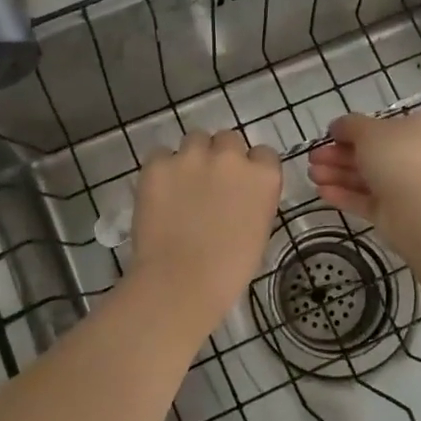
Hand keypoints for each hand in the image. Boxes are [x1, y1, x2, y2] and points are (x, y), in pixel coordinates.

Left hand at [128, 130, 281, 330]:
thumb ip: (253, 200)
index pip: (263, 154)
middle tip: (208, 184)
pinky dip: (161, 170)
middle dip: (219, 156)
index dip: (250, 168)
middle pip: (227, 139)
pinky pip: (160, 155)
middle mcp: (230, 157)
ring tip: (180, 187)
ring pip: (194, 140)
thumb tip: (238, 194)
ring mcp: (191, 157)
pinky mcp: (157, 164)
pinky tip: (159, 195)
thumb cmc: (228, 270)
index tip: (239, 186)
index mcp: (263, 177)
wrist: (181, 281)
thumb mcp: (258, 230)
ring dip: (191, 157)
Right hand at [306, 111, 420, 229]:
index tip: (331, 135)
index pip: (388, 125)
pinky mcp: (400, 212)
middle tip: (313, 158)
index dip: (356, 129)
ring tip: (311, 176)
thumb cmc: (399, 155)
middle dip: (339, 155)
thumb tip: (338, 126)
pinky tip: (321, 192)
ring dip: (338, 174)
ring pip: (370, 177)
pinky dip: (346, 194)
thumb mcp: (368, 129)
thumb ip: (349, 125)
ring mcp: (414, 186)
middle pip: (375, 153)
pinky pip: (370, 200)